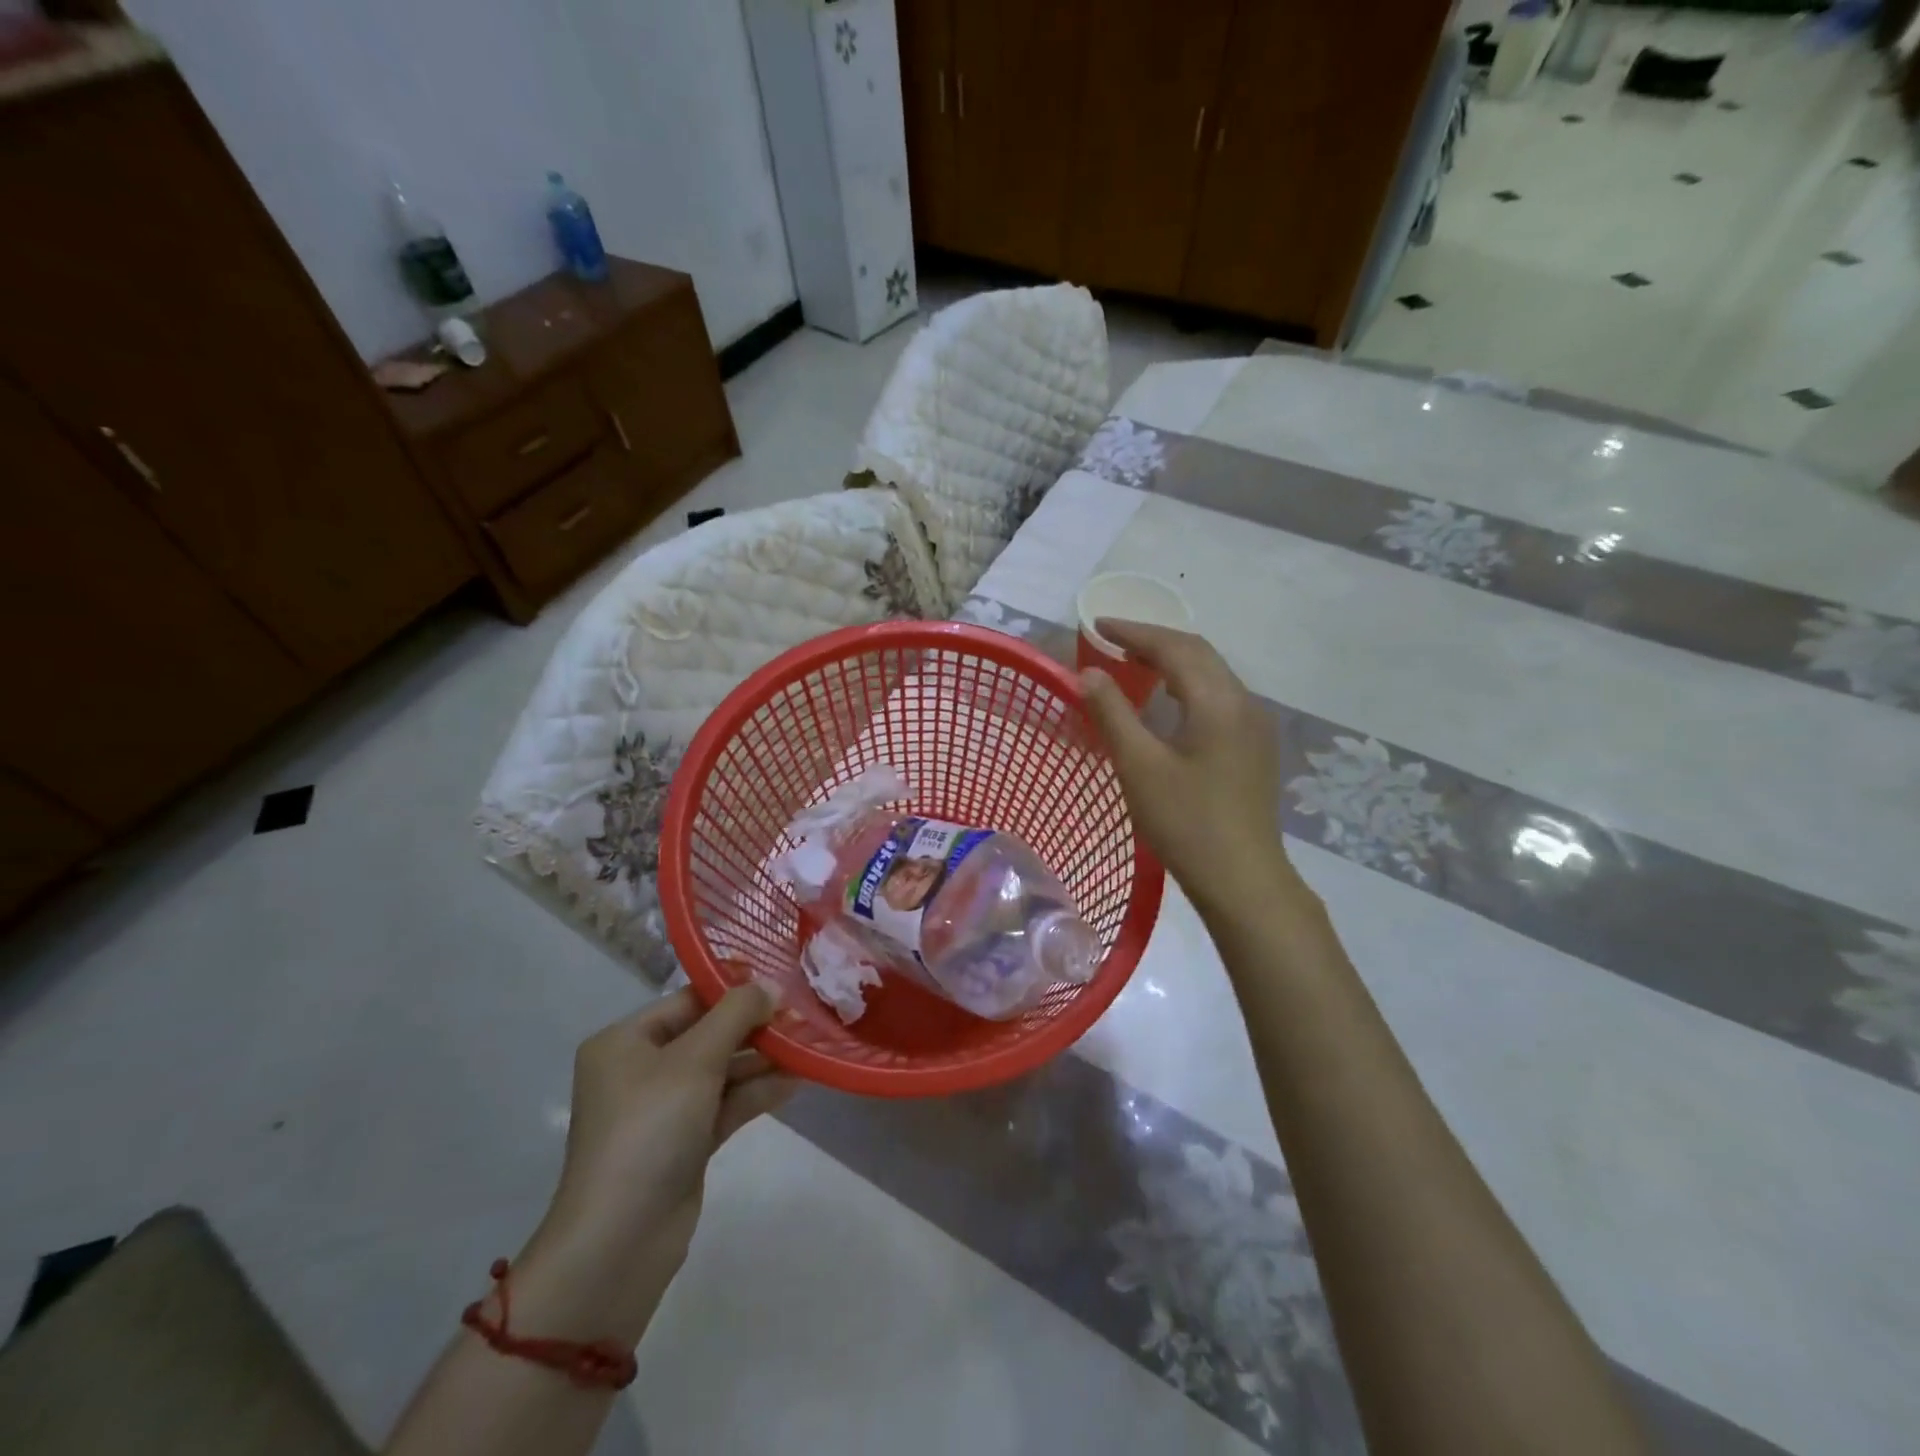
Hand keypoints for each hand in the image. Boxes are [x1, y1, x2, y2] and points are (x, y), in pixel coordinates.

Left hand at [519, 985, 795, 1339]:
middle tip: (802, 1015)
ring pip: (721, 1070)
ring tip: (808, 1046)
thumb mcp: (696, 1060)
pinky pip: (725, 1104)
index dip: (735, 990)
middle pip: (707, 1034)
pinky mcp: (685, 1143)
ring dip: (762, 1060)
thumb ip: (737, 1014)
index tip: (782, 983)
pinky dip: (756, 1092)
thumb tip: (772, 986)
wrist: (620, 1243)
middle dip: (754, 1026)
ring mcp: (663, 1110)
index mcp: (625, 1042)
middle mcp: (640, 1070)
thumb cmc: (650, 1130)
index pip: (688, 1000)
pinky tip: (796, 1081)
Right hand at [1079, 620, 1304, 920]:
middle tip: (1113, 641)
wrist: (1242, 878)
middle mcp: (1244, 702)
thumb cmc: (1185, 822)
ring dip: (1173, 662)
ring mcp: (1256, 725)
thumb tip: (1089, 673)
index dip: (1134, 632)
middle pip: (1198, 654)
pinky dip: (1188, 685)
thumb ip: (1112, 713)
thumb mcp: (1139, 766)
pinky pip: (1219, 697)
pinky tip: (1168, 702)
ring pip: (1212, 674)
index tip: (1098, 624)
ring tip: (1134, 664)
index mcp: (1218, 701)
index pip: (1174, 647)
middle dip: (1155, 640)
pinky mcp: (1255, 747)